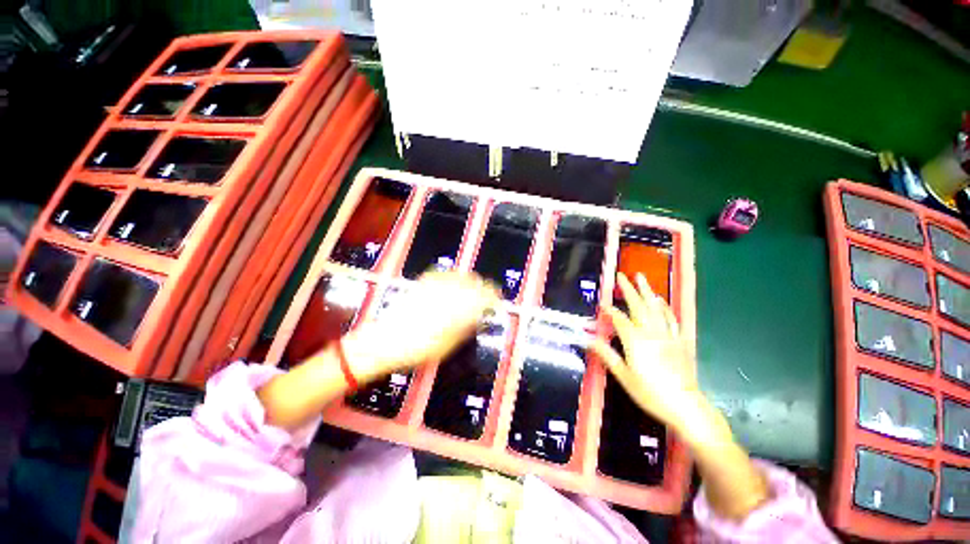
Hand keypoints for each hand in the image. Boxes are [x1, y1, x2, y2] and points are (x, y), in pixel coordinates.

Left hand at [343, 271, 500, 382]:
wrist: (386, 341)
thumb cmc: (419, 349)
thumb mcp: (449, 345)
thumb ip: (466, 327)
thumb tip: (478, 318)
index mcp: (457, 309)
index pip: (483, 296)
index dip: (494, 297)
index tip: (498, 300)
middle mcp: (448, 293)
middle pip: (473, 282)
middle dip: (483, 287)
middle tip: (486, 295)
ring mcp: (434, 287)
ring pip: (459, 275)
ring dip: (469, 280)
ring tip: (472, 287)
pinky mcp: (422, 284)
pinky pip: (441, 274)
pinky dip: (451, 276)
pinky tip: (452, 280)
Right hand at [590, 272, 705, 438]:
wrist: (684, 405)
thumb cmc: (649, 392)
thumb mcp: (623, 375)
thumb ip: (606, 354)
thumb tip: (588, 339)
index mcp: (635, 341)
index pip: (619, 319)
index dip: (610, 310)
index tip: (602, 303)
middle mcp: (651, 332)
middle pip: (638, 306)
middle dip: (629, 289)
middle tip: (622, 275)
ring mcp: (667, 335)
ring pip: (656, 308)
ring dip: (647, 291)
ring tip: (641, 278)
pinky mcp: (679, 340)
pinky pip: (672, 319)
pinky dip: (665, 307)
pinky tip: (661, 300)